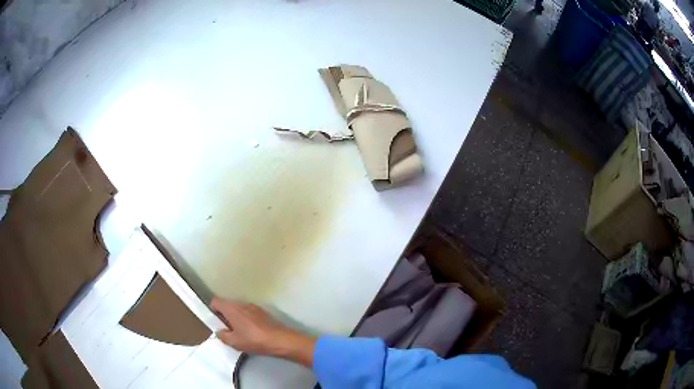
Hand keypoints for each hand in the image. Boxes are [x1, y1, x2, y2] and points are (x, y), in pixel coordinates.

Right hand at [210, 298, 316, 366]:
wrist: (280, 340)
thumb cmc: (254, 340)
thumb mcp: (234, 342)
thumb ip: (222, 335)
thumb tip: (219, 331)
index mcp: (231, 308)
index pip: (215, 301)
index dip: (212, 310)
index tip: (215, 322)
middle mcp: (241, 303)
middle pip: (227, 304)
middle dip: (224, 315)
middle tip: (226, 330)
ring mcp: (253, 306)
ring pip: (238, 309)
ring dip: (235, 317)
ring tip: (238, 332)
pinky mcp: (262, 312)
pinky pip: (248, 312)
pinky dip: (245, 319)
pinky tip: (250, 332)